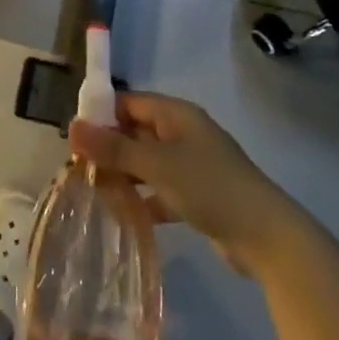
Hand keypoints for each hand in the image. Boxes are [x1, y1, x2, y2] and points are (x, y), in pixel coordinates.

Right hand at [68, 92, 295, 273]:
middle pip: (135, 132)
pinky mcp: (196, 195)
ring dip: (122, 174)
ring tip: (92, 191)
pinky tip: (121, 215)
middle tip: (76, 168)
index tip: (73, 136)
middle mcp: (183, 134)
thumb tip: (71, 126)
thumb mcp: (156, 164)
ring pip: (145, 162)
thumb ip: (113, 147)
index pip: (129, 102)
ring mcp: (191, 165)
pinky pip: (159, 189)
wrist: (267, 236)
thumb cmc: (209, 186)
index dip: (100, 114)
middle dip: (107, 147)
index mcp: (176, 115)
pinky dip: (142, 199)